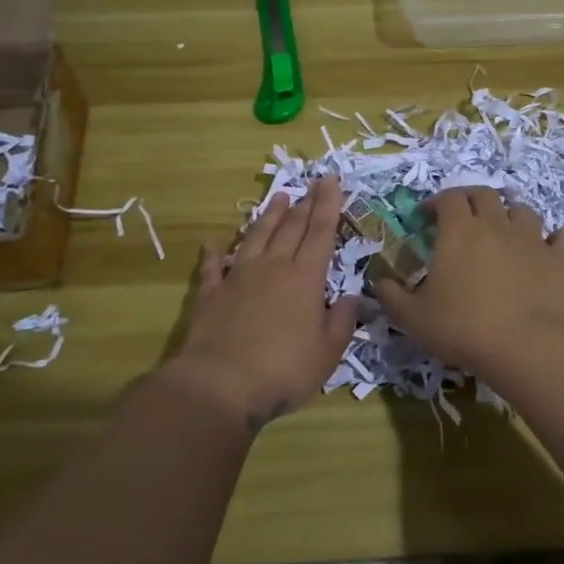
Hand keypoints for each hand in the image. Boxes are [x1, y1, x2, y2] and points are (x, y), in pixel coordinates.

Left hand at [172, 176, 359, 434]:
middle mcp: (273, 267)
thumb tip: (352, 298)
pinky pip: (213, 266)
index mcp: (305, 278)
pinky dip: (213, 252)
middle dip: (304, 203)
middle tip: (312, 183)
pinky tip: (212, 242)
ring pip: (256, 236)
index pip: (321, 232)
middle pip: (291, 227)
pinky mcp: (211, 293)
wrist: (221, 384)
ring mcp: (239, 277)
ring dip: (268, 216)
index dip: (328, 204)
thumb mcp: (327, 353)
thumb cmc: (284, 370)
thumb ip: (342, 322)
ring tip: (278, 197)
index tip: (330, 179)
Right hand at [374, 186, 563, 378]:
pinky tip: (550, 249)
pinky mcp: (561, 259)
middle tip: (462, 219)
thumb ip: (391, 295)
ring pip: (522, 211)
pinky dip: (557, 238)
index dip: (436, 203)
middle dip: (471, 201)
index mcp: (459, 230)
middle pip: (484, 195)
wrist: (525, 347)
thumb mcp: (413, 318)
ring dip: (510, 216)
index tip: (427, 217)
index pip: (448, 198)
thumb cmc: (462, 328)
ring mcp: (533, 239)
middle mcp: (496, 224)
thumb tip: (378, 281)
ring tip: (504, 234)